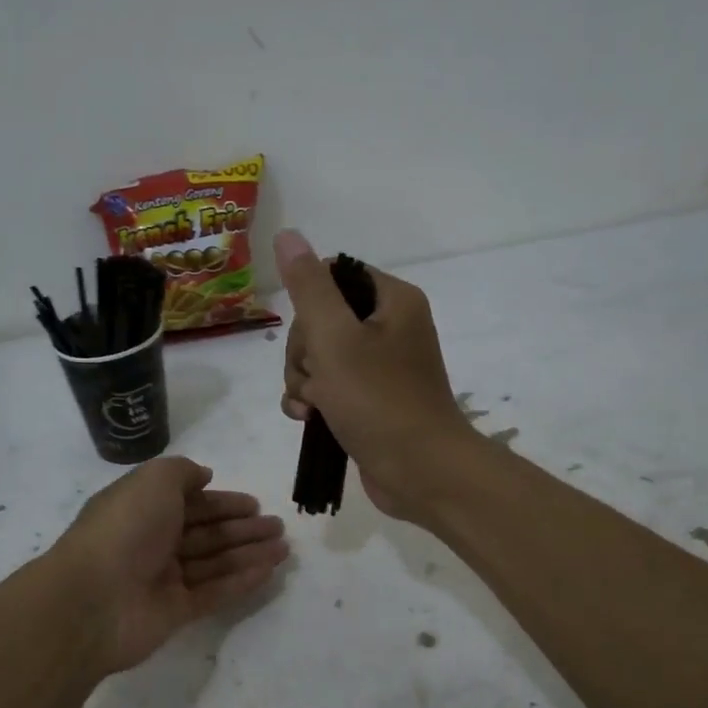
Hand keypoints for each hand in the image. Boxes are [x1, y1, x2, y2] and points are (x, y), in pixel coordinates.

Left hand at [51, 456, 289, 673]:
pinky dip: (241, 581)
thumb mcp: (152, 480)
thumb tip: (204, 476)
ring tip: (284, 548)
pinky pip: (214, 592)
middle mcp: (152, 542)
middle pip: (206, 533)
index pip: (189, 503)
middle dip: (242, 528)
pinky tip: (268, 571)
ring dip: (249, 553)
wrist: (93, 600)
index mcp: (142, 509)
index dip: (222, 502)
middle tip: (278, 526)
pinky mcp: (174, 611)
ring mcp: (163, 579)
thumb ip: (181, 472)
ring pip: (214, 562)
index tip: (254, 504)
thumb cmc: (124, 529)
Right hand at [274, 230, 469, 518]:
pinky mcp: (371, 401)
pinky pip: (330, 388)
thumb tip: (287, 235)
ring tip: (311, 406)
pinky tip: (308, 419)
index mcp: (393, 300)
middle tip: (313, 378)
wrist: (419, 472)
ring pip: (320, 358)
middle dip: (304, 352)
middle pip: (322, 320)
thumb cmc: (378, 400)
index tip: (310, 336)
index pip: (334, 277)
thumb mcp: (335, 338)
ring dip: (303, 380)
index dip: (309, 305)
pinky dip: (314, 401)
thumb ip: (308, 287)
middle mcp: (391, 328)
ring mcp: (381, 368)